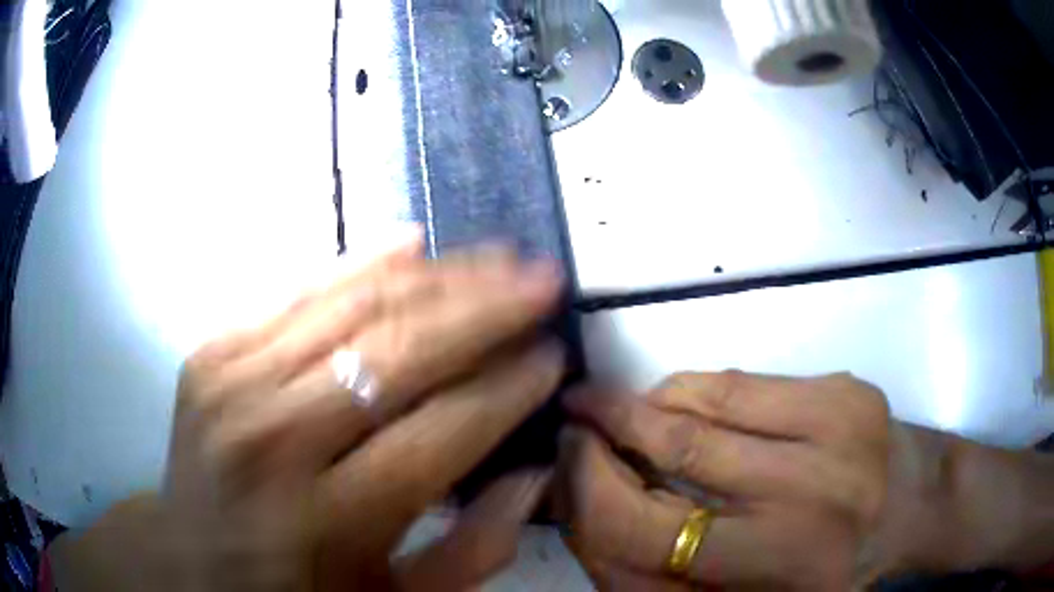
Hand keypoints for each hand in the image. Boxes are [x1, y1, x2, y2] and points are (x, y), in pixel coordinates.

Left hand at [155, 235, 564, 590]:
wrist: (190, 558)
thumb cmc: (294, 590)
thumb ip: (472, 552)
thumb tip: (534, 474)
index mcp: (329, 519)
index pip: (440, 433)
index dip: (507, 388)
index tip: (554, 355)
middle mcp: (276, 440)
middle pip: (399, 354)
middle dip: (486, 312)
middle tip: (542, 280)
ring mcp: (233, 383)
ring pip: (352, 306)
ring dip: (438, 277)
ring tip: (496, 256)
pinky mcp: (212, 353)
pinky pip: (298, 291)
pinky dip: (360, 263)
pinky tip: (411, 242)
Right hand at [561, 372, 890, 590]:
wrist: (918, 512)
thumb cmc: (834, 572)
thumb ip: (676, 582)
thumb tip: (597, 531)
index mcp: (772, 571)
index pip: (646, 535)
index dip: (590, 496)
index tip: (565, 471)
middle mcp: (801, 506)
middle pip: (672, 453)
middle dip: (606, 433)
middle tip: (573, 422)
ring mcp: (831, 437)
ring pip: (705, 405)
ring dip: (644, 404)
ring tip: (614, 407)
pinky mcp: (846, 395)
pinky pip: (744, 382)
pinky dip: (693, 388)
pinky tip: (675, 397)